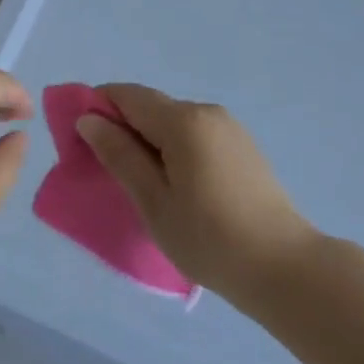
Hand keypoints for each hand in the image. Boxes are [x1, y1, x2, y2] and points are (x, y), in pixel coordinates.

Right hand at [77, 83, 315, 305]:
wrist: (284, 267)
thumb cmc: (210, 238)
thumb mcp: (154, 201)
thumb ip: (120, 155)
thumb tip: (89, 119)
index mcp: (182, 120)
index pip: (127, 95)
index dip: (97, 107)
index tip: (78, 139)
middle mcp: (206, 111)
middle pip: (150, 106)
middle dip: (122, 127)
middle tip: (105, 169)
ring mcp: (228, 127)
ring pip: (173, 122)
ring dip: (149, 140)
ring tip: (141, 184)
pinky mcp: (242, 146)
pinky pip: (194, 135)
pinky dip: (174, 149)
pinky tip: (176, 186)